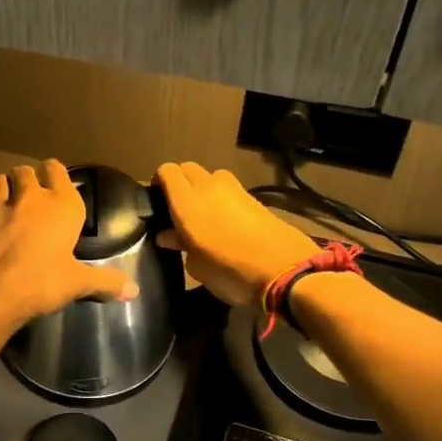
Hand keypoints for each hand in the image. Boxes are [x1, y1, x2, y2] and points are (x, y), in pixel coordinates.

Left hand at [0, 160, 136, 326]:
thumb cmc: (41, 283)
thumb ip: (105, 282)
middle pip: (26, 171)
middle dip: (28, 179)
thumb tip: (134, 291)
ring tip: (7, 200)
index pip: (57, 169)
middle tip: (30, 196)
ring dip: (3, 186)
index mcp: (61, 205)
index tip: (55, 184)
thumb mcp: (77, 284)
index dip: (55, 174)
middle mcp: (30, 197)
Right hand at [154, 162, 318, 306]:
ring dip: (204, 188)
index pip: (167, 171)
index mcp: (186, 202)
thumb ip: (180, 244)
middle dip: (181, 182)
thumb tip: (168, 234)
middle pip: (188, 168)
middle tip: (178, 207)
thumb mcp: (196, 266)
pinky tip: (225, 221)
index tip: (156, 200)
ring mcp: (235, 190)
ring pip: (211, 177)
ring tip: (204, 214)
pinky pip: (230, 190)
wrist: (284, 271)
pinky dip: (223, 199)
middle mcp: (208, 187)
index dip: (159, 181)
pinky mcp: (255, 198)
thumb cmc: (229, 272)